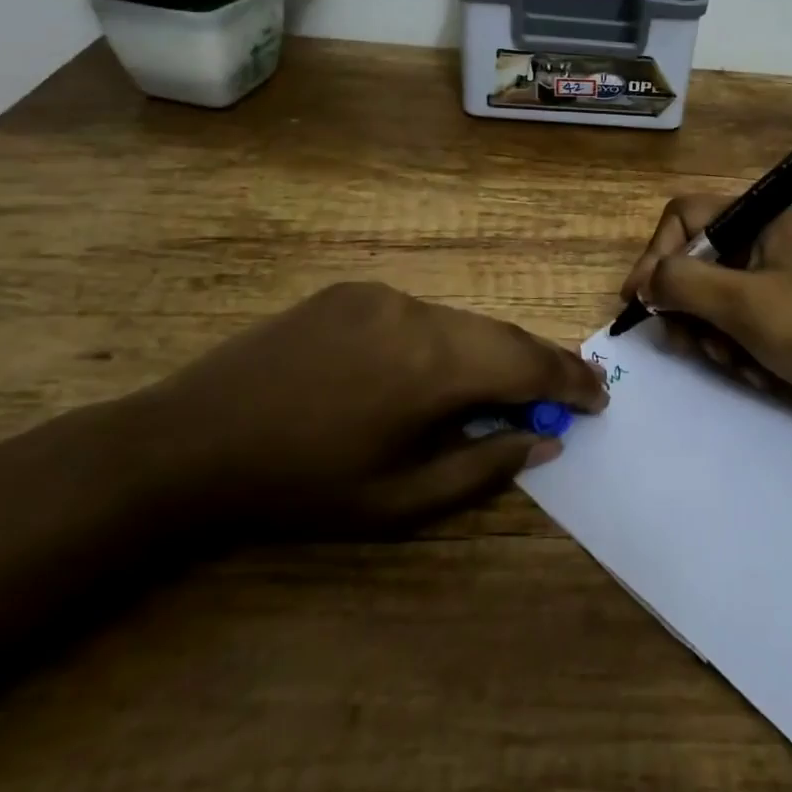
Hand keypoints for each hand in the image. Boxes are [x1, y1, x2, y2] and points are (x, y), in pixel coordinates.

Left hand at [127, 282, 607, 539]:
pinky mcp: (353, 291)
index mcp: (433, 366)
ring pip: (461, 323)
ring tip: (503, 390)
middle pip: (501, 335)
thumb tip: (545, 440)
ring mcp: (383, 296)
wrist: (191, 442)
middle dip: (539, 365)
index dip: (569, 380)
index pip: (527, 364)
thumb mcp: (399, 500)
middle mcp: (417, 314)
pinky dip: (446, 342)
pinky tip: (432, 373)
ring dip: (490, 354)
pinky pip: (421, 315)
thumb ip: (483, 468)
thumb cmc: (301, 486)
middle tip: (567, 393)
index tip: (599, 398)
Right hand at [621, 197, 791, 444]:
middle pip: (694, 260)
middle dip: (687, 306)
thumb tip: (645, 282)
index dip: (656, 253)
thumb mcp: (743, 302)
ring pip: (711, 298)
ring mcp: (774, 281)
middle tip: (685, 341)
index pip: (686, 216)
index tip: (639, 299)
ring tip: (732, 360)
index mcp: (762, 219)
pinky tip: (756, 372)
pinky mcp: (781, 318)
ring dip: (711, 334)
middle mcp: (765, 242)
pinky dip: (736, 350)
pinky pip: (736, 325)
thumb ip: (683, 282)